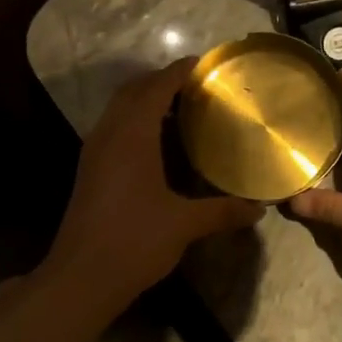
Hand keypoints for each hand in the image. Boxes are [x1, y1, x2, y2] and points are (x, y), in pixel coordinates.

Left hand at [43, 61, 263, 307]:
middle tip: (195, 86)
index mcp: (131, 136)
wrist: (81, 277)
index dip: (178, 71)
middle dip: (161, 81)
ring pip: (119, 110)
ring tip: (181, 109)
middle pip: (132, 91)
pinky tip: (158, 143)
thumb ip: (223, 211)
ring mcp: (94, 152)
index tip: (203, 64)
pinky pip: (113, 129)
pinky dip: (135, 121)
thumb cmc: (135, 241)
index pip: (156, 88)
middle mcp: (109, 135)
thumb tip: (259, 209)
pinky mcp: (90, 171)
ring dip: (145, 100)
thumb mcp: (185, 225)